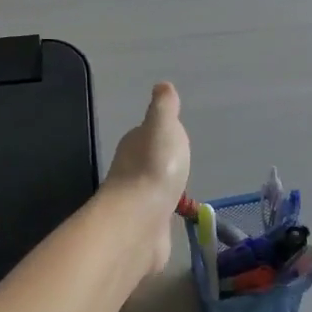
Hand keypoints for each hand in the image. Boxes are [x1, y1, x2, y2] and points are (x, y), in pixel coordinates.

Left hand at [102, 83, 191, 275]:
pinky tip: (173, 216)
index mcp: (135, 143)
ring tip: (180, 190)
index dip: (161, 133)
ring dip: (163, 188)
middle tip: (180, 164)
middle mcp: (130, 169)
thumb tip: (162, 85)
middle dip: (162, 161)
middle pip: (149, 160)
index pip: (148, 133)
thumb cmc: (155, 166)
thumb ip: (164, 107)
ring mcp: (136, 199)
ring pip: (152, 188)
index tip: (175, 135)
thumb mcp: (163, 125)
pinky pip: (157, 214)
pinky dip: (164, 213)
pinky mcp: (144, 225)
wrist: (141, 218)